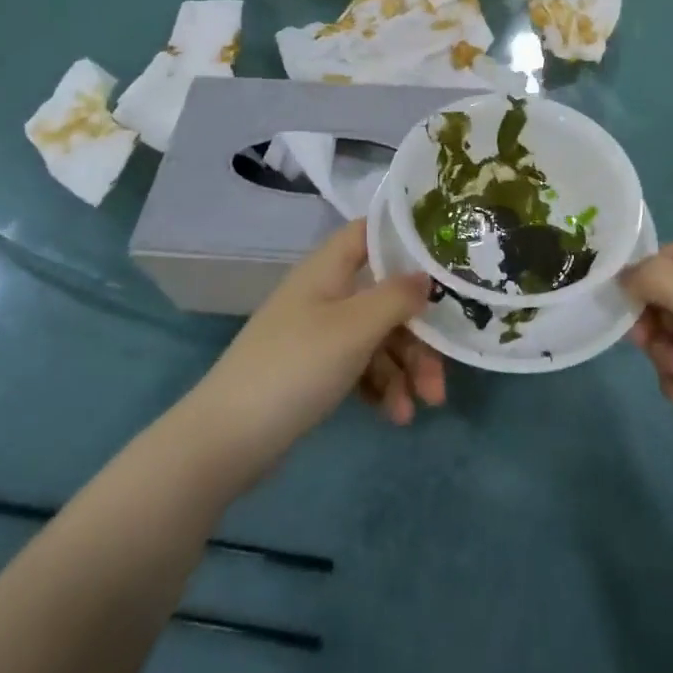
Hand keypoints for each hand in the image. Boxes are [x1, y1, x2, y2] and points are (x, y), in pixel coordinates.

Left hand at [192, 221, 429, 468]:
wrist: (226, 440)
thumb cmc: (295, 367)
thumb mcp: (355, 328)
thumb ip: (397, 297)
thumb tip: (427, 276)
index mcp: (328, 268)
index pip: (370, 232)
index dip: (406, 238)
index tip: (446, 258)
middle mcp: (325, 293)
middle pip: (385, 296)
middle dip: (419, 334)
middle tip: (441, 374)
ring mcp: (318, 333)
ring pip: (378, 336)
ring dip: (405, 368)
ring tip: (422, 406)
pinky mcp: (314, 370)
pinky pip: (360, 366)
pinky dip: (381, 386)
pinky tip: (396, 416)